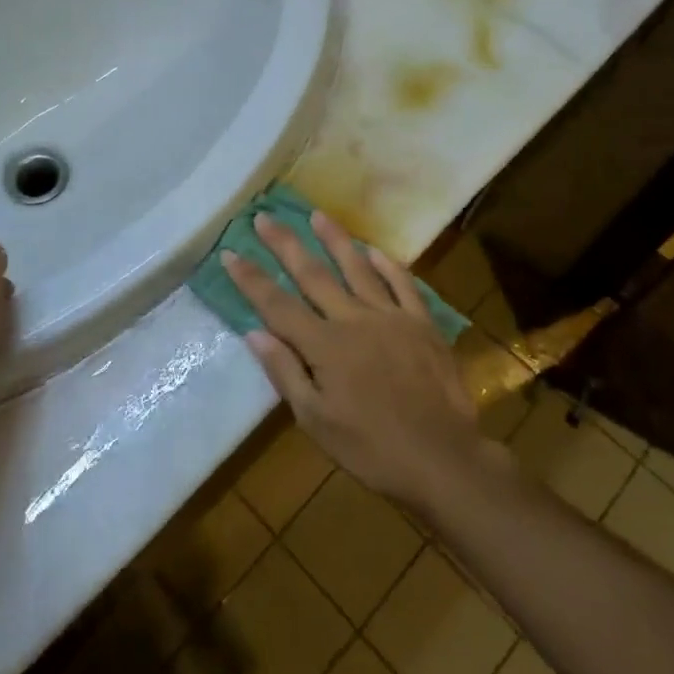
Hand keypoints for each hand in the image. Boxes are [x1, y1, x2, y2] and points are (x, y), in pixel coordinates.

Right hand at [223, 212, 501, 514]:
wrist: (443, 458)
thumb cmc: (372, 449)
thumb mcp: (317, 422)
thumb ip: (286, 373)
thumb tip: (254, 333)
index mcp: (324, 346)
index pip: (277, 305)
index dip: (251, 279)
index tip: (230, 253)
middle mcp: (354, 320)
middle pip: (313, 275)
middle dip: (285, 245)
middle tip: (264, 217)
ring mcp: (391, 317)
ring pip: (357, 268)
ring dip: (335, 239)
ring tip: (316, 215)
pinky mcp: (422, 323)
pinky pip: (403, 284)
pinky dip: (387, 265)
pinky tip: (374, 250)